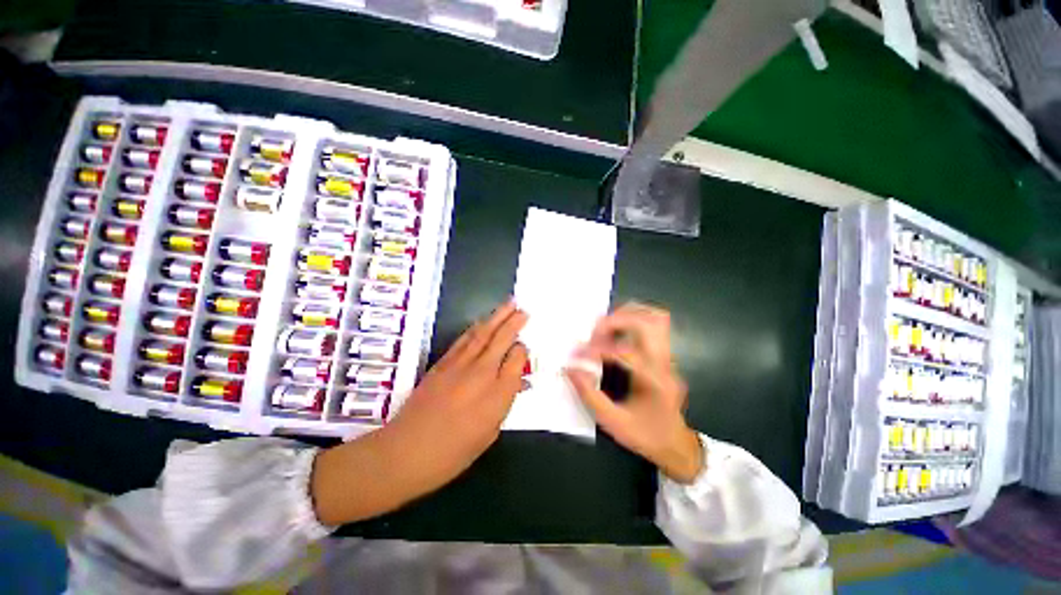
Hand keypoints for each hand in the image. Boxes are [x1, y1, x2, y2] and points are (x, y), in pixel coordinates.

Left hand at [385, 299, 528, 490]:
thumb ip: (505, 402)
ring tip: (508, 304)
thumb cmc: (453, 452)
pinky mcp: (442, 363)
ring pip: (483, 334)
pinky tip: (482, 322)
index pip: (517, 359)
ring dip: (497, 317)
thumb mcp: (489, 433)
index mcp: (498, 394)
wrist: (406, 452)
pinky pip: (463, 340)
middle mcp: (482, 373)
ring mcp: (460, 365)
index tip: (524, 349)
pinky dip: (475, 328)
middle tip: (523, 309)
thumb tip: (518, 382)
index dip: (522, 351)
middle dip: (514, 321)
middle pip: (502, 339)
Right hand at [565, 302, 703, 483]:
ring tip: (603, 327)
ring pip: (655, 317)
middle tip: (594, 332)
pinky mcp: (664, 354)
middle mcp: (665, 363)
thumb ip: (590, 395)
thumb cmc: (645, 436)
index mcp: (654, 381)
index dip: (597, 349)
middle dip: (616, 321)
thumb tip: (570, 369)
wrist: (676, 445)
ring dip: (626, 315)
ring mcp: (668, 356)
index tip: (577, 355)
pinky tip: (615, 330)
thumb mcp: (613, 423)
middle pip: (648, 322)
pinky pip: (653, 324)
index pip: (625, 352)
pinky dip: (632, 319)